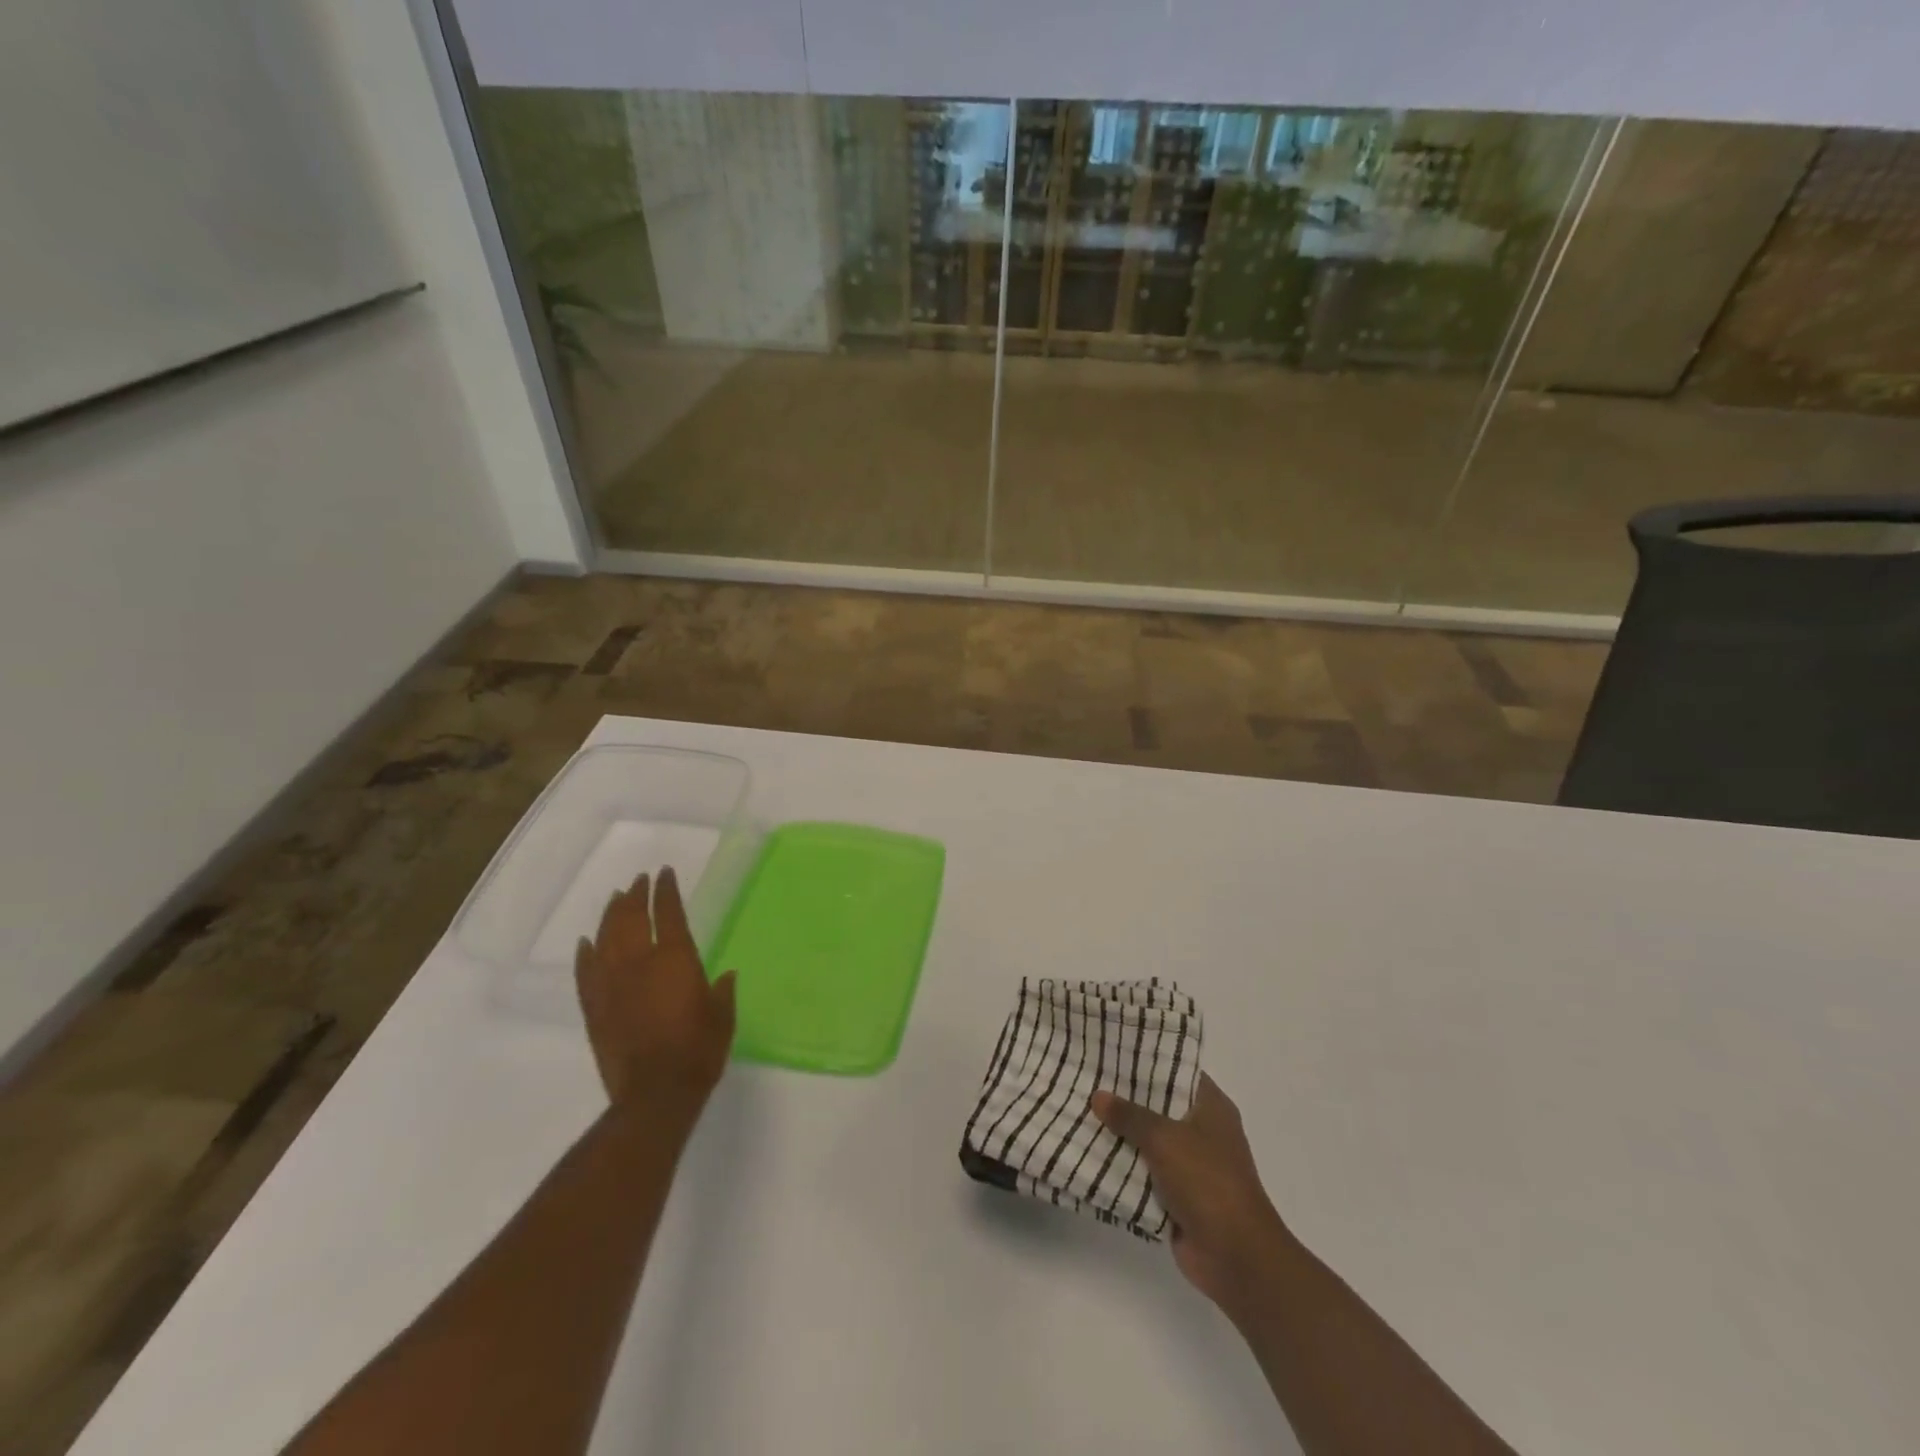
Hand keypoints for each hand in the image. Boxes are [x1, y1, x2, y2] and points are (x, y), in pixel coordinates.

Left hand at [574, 868, 735, 1108]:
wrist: (655, 1095)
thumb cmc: (698, 1052)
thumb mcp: (722, 1017)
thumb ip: (721, 992)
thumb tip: (725, 975)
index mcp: (674, 959)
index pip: (668, 912)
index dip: (666, 890)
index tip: (664, 873)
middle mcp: (639, 963)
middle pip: (631, 918)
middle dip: (635, 895)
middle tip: (639, 881)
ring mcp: (612, 985)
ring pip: (606, 938)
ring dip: (610, 915)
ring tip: (615, 899)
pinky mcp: (594, 1008)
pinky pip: (586, 973)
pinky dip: (585, 954)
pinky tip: (586, 942)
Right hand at [1092, 1074, 1287, 1315]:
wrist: (1235, 1256)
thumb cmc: (1207, 1181)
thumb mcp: (1164, 1138)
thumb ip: (1129, 1115)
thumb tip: (1098, 1096)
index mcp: (1211, 1107)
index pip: (1176, 1070)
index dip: (1147, 1059)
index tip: (1112, 1049)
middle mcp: (1203, 1131)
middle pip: (1158, 1105)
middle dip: (1125, 1097)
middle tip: (1086, 1078)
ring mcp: (1190, 1165)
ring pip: (1148, 1140)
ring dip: (1120, 1134)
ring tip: (1079, 1111)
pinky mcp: (1178, 1196)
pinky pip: (1144, 1173)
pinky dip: (1123, 1167)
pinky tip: (1089, 1152)